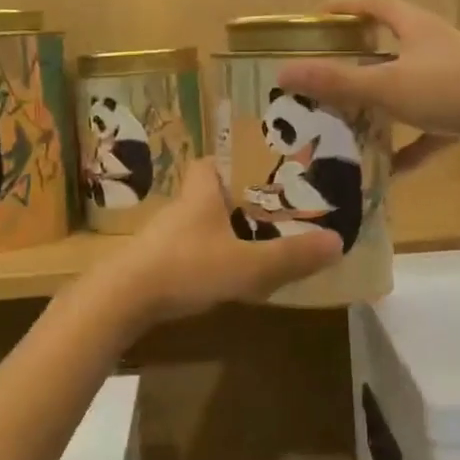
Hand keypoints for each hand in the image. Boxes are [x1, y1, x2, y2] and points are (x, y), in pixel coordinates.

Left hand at [97, 161, 341, 331]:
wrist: (121, 300)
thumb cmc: (185, 267)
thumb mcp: (246, 265)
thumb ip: (290, 256)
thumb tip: (338, 242)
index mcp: (201, 191)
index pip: (213, 159)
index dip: (236, 160)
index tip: (264, 169)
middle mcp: (182, 205)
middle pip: (211, 190)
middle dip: (238, 197)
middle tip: (273, 209)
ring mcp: (165, 234)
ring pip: (201, 220)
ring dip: (224, 227)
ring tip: (258, 240)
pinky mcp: (156, 260)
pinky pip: (190, 246)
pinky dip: (209, 252)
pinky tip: (226, 272)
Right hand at [276, 0, 459, 150]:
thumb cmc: (451, 89)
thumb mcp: (387, 86)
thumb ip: (337, 81)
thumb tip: (284, 72)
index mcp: (413, 27)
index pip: (373, 3)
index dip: (343, 5)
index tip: (315, 18)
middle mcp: (432, 47)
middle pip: (386, 46)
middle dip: (354, 61)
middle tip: (322, 77)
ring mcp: (450, 79)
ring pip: (404, 89)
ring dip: (378, 107)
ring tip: (346, 124)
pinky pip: (427, 128)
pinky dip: (408, 146)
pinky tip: (390, 171)